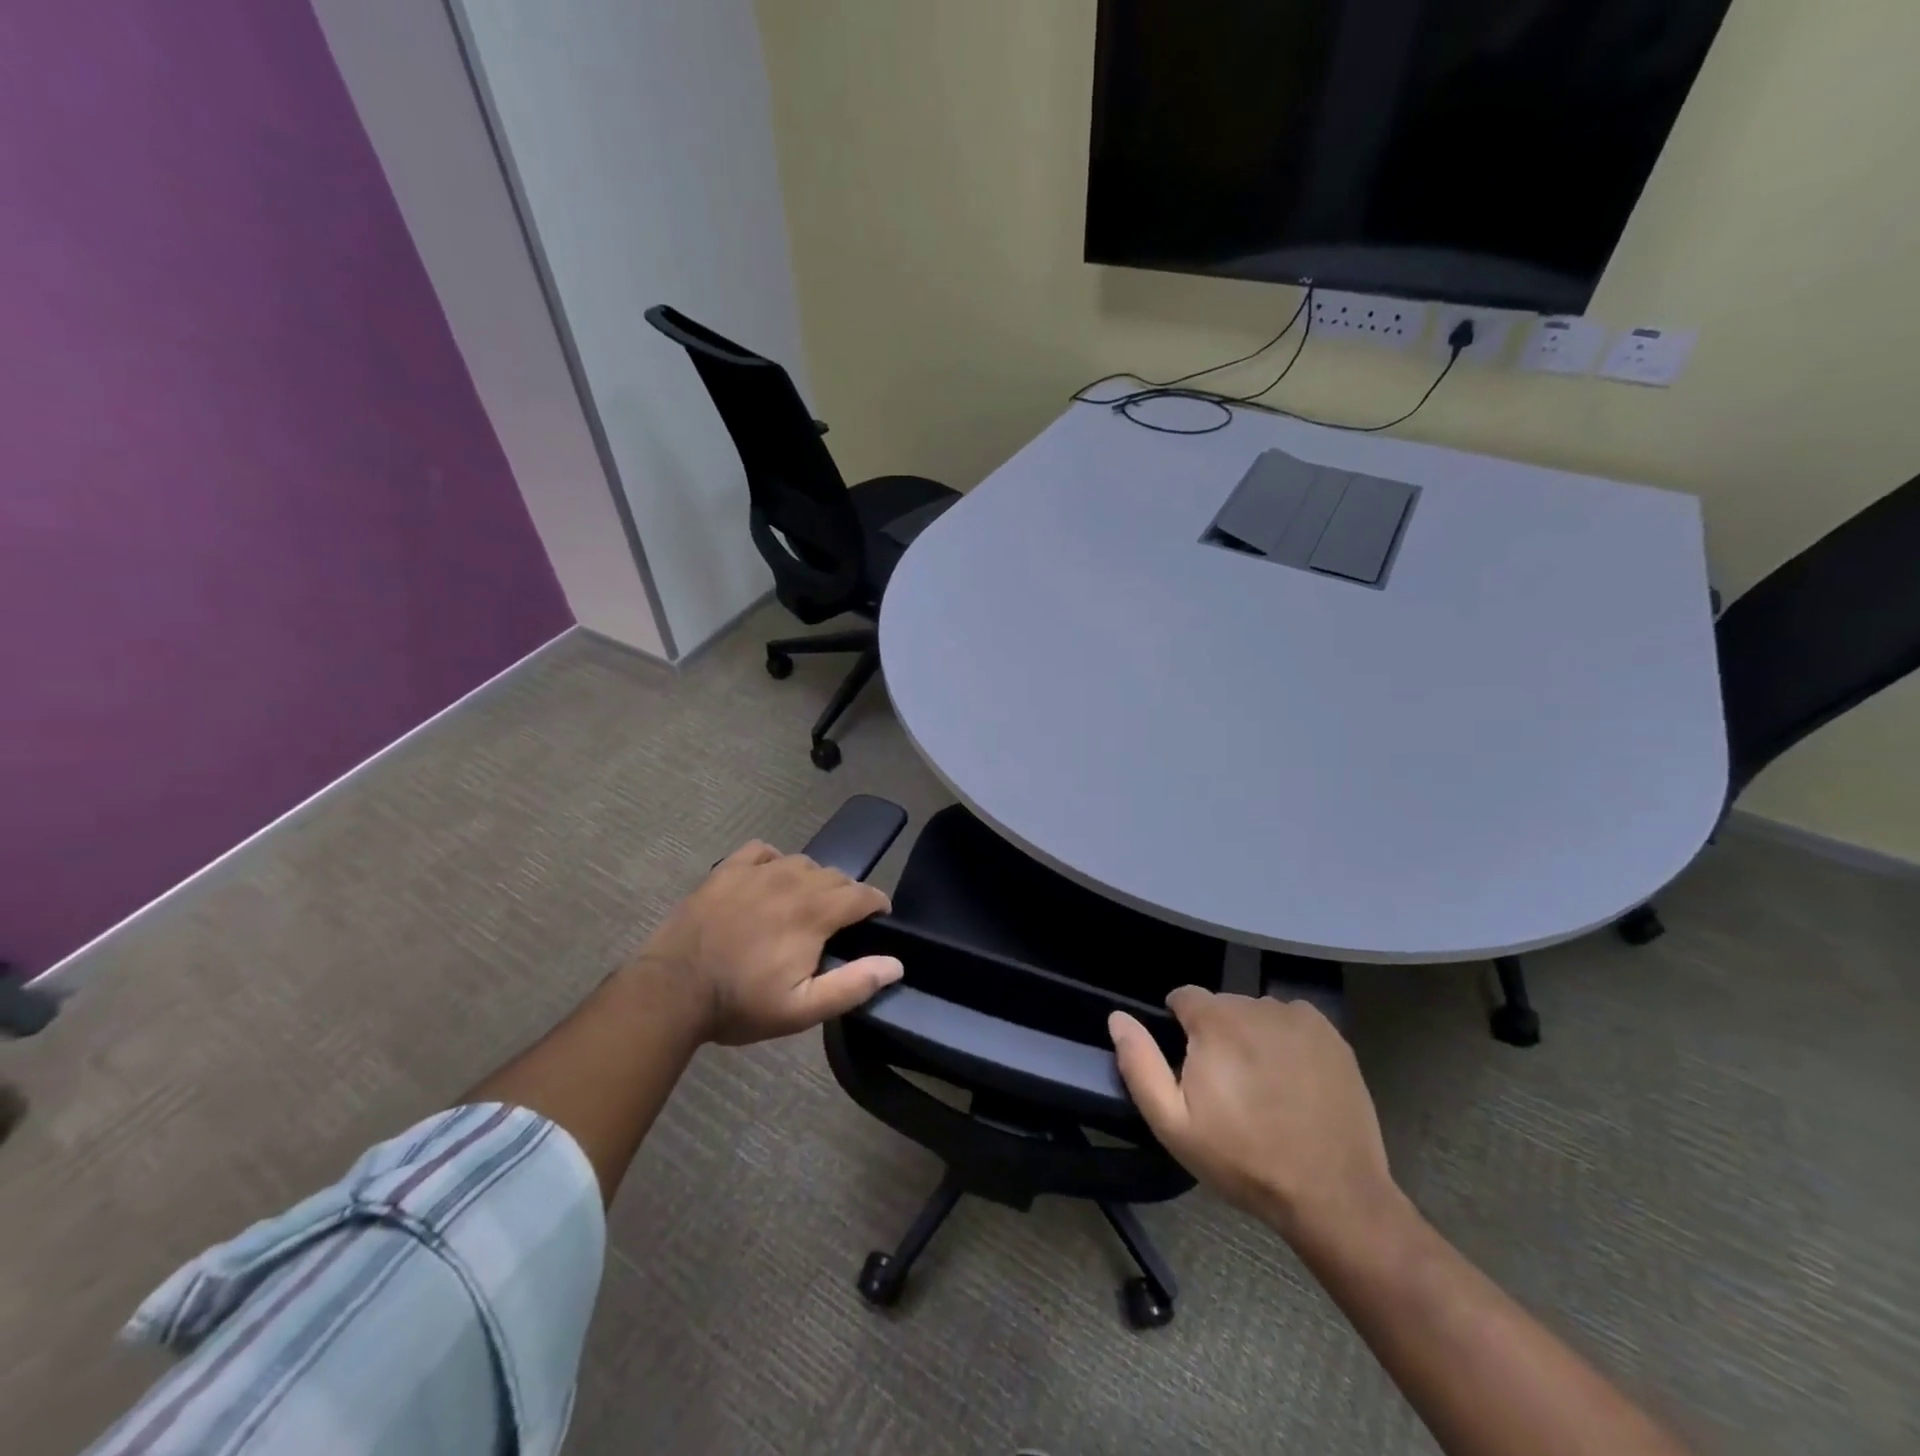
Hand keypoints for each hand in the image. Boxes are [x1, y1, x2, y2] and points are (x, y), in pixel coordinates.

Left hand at [635, 841, 902, 1046]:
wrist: (671, 991)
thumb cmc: (740, 1003)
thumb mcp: (802, 1009)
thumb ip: (853, 984)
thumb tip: (896, 963)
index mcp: (815, 912)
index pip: (862, 894)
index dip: (877, 904)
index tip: (879, 918)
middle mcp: (792, 880)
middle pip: (836, 876)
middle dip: (847, 895)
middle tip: (839, 924)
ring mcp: (757, 871)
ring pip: (802, 862)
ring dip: (814, 880)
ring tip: (805, 904)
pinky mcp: (727, 870)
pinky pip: (763, 850)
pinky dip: (775, 860)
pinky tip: (770, 879)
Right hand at [1109, 988, 1400, 1247]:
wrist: (1333, 1195)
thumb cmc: (1244, 1160)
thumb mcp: (1174, 1124)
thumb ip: (1140, 1065)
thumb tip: (1118, 1017)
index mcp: (1215, 1021)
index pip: (1183, 997)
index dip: (1180, 1029)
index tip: (1191, 1068)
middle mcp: (1256, 1005)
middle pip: (1222, 1006)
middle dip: (1216, 1034)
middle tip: (1228, 1087)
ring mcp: (1299, 1017)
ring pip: (1257, 1014)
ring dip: (1251, 1036)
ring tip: (1264, 1087)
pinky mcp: (1332, 1034)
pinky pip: (1293, 1022)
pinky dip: (1286, 1041)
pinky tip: (1294, 1081)